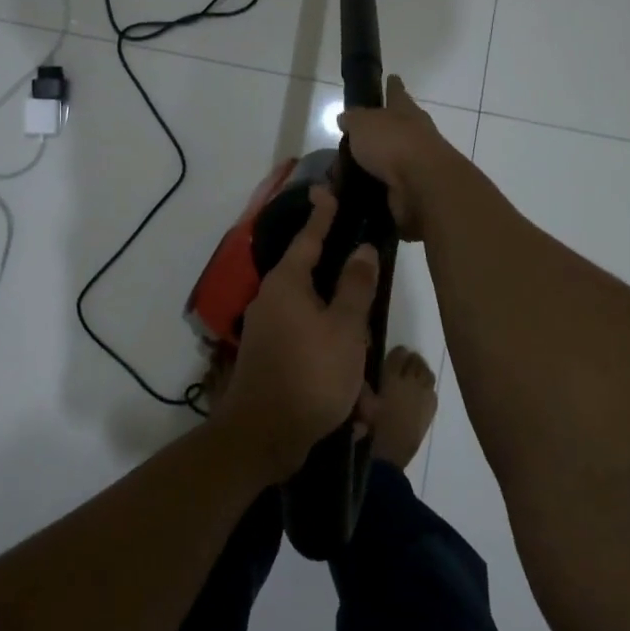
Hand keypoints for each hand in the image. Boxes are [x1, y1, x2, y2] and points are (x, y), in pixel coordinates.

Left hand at [216, 186, 378, 481]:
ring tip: (364, 400)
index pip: (309, 237)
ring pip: (323, 334)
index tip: (328, 190)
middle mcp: (273, 302)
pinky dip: (334, 382)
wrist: (261, 440)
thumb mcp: (345, 329)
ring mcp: (270, 334)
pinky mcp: (272, 362)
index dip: (323, 214)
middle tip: (368, 337)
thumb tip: (362, 249)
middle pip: (321, 291)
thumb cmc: (310, 374)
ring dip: (348, 365)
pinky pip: (313, 361)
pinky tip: (353, 415)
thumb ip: (356, 286)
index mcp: (287, 284)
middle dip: (351, 321)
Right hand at [337, 76, 465, 240]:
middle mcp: (415, 134)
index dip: (393, 86)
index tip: (393, 77)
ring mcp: (416, 164)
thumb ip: (353, 119)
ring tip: (343, 174)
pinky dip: (372, 190)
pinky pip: (387, 188)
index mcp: (405, 111)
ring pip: (389, 161)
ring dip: (372, 166)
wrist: (422, 186)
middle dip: (378, 133)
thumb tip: (346, 118)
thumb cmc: (393, 143)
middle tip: (351, 141)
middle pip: (395, 128)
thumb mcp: (363, 123)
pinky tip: (353, 195)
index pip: (397, 92)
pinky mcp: (413, 192)